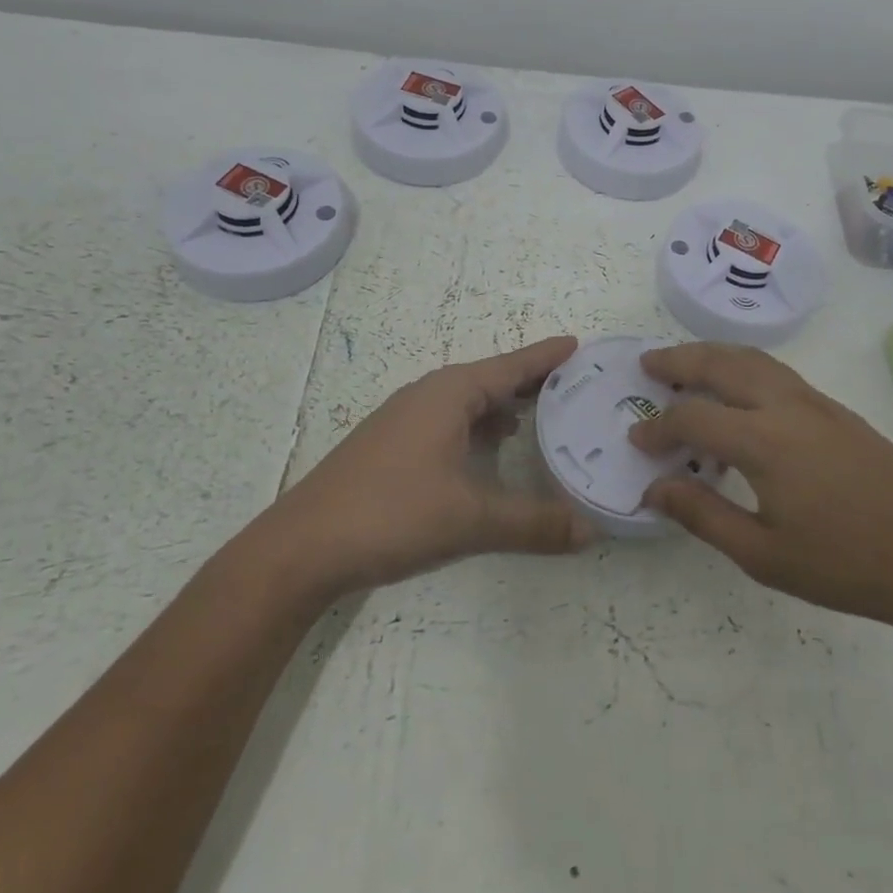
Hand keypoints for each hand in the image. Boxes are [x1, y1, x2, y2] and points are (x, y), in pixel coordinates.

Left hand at [269, 336, 591, 598]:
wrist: (301, 547)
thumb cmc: (391, 514)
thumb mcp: (470, 520)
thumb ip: (533, 524)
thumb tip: (592, 531)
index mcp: (449, 394)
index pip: (512, 366)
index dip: (547, 357)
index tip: (579, 344)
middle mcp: (428, 395)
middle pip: (491, 379)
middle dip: (531, 380)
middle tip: (574, 384)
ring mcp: (405, 419)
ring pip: (468, 401)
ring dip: (503, 404)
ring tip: (541, 414)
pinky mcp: (391, 445)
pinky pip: (449, 420)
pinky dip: (479, 425)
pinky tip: (490, 448)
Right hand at [627, 342, 892, 632]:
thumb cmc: (844, 566)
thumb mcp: (763, 554)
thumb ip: (703, 515)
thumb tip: (654, 489)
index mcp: (763, 440)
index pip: (693, 417)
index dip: (659, 427)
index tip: (637, 440)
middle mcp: (787, 406)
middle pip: (722, 364)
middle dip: (679, 359)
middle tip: (648, 363)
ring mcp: (817, 403)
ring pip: (754, 359)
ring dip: (713, 355)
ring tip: (686, 365)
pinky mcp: (838, 411)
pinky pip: (778, 372)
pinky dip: (744, 367)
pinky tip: (740, 393)